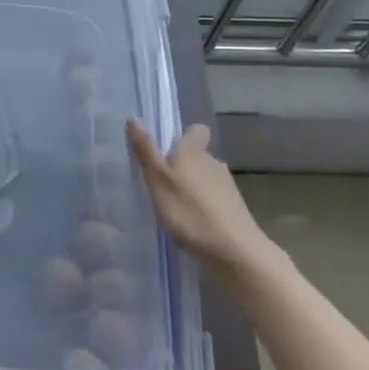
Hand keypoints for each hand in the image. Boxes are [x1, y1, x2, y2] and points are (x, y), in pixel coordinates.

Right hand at [126, 120, 274, 277]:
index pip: (197, 131)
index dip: (185, 136)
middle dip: (183, 165)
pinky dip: (203, 207)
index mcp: (195, 153)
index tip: (169, 148)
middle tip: (162, 182)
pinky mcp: (235, 211)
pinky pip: (214, 200)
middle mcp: (214, 163)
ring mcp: (228, 188)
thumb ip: (146, 151)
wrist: (235, 252)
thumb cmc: (190, 212)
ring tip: (174, 206)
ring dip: (193, 187)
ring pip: (206, 178)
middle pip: (198, 156)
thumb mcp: (159, 181)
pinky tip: (192, 224)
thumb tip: (134, 117)